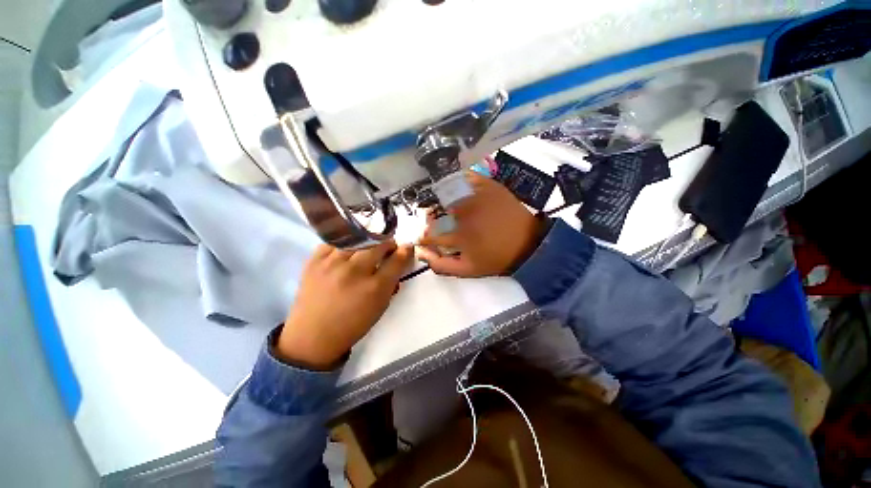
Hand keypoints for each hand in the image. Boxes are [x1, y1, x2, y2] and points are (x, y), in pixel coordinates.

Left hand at [277, 241, 413, 368]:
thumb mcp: (380, 307)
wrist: (313, 336)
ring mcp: (332, 264)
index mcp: (374, 288)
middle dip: (388, 244)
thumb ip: (391, 282)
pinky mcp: (314, 261)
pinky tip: (347, 250)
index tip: (407, 247)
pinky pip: (334, 242)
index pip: (396, 261)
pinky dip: (345, 244)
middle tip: (388, 247)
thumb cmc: (352, 324)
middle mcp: (355, 272)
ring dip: (368, 241)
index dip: (405, 251)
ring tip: (368, 246)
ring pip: (358, 239)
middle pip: (378, 245)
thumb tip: (397, 261)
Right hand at [417, 172, 545, 276]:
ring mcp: (476, 196)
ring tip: (448, 209)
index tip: (427, 239)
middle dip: (431, 219)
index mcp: (458, 235)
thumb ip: (440, 265)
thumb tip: (420, 253)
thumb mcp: (467, 270)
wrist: (528, 243)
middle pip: (435, 212)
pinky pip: (465, 178)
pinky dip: (457, 182)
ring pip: (446, 193)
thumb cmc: (496, 259)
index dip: (424, 237)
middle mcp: (464, 213)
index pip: (429, 234)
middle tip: (437, 223)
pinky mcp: (488, 185)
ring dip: (441, 201)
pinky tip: (458, 191)